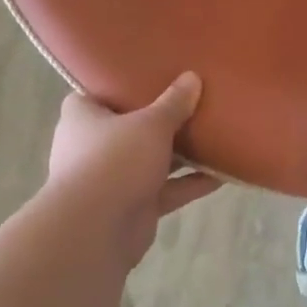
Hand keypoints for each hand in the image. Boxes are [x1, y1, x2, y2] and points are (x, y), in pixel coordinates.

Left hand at [44, 73, 221, 271]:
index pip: (96, 95)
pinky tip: (223, 174)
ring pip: (152, 160)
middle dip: (160, 120)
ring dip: (181, 154)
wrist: (96, 230)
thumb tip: (192, 77)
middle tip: (191, 101)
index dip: (118, 85)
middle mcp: (94, 147)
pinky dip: (191, 183)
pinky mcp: (134, 206)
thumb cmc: (114, 160)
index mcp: (83, 118)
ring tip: (214, 135)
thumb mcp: (150, 124)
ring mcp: (114, 179)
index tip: (147, 76)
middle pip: (131, 128)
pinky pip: (168, 190)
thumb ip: (173, 103)